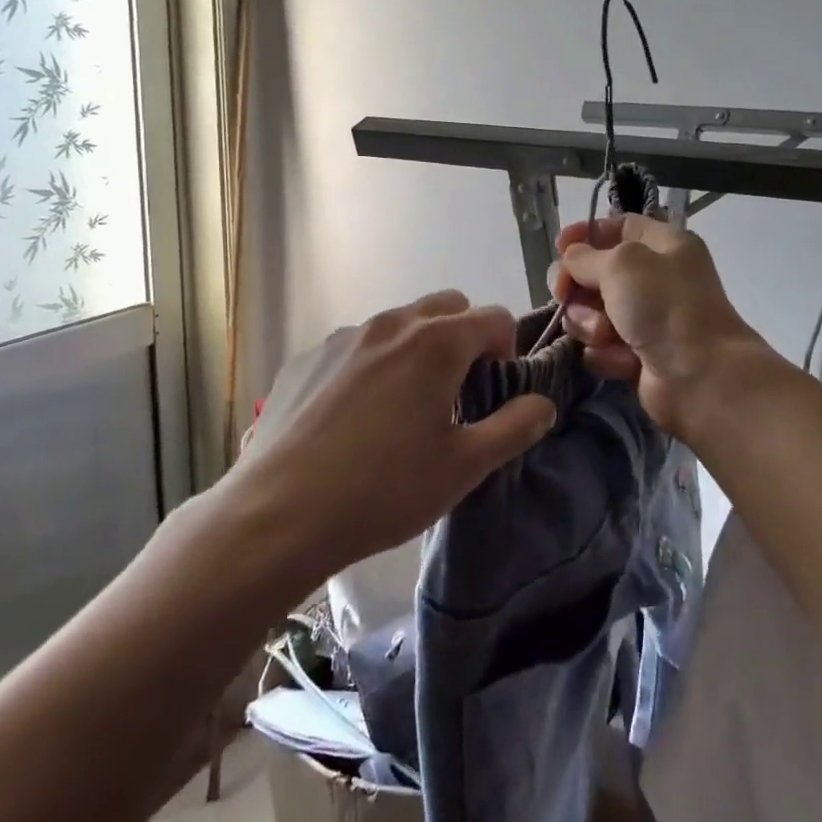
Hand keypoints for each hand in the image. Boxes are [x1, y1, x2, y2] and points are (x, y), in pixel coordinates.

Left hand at [228, 291, 558, 576]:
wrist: (279, 515)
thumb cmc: (384, 490)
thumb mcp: (464, 466)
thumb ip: (514, 427)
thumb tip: (543, 404)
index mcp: (436, 343)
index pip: (493, 317)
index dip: (507, 348)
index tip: (495, 390)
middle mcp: (391, 325)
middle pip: (446, 306)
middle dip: (464, 337)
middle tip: (457, 392)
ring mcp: (343, 338)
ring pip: (398, 324)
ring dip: (417, 348)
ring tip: (404, 408)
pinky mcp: (306, 358)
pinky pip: (356, 346)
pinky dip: (372, 364)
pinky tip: (354, 417)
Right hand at [554, 214, 774, 437]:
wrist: (701, 377)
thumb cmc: (665, 307)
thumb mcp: (621, 264)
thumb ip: (585, 256)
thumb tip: (570, 259)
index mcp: (664, 245)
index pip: (618, 226)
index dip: (586, 234)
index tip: (559, 247)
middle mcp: (656, 279)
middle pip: (597, 272)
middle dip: (577, 286)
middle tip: (564, 295)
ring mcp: (646, 319)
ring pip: (591, 313)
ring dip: (590, 324)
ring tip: (605, 335)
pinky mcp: (636, 355)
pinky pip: (600, 347)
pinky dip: (605, 353)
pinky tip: (621, 360)